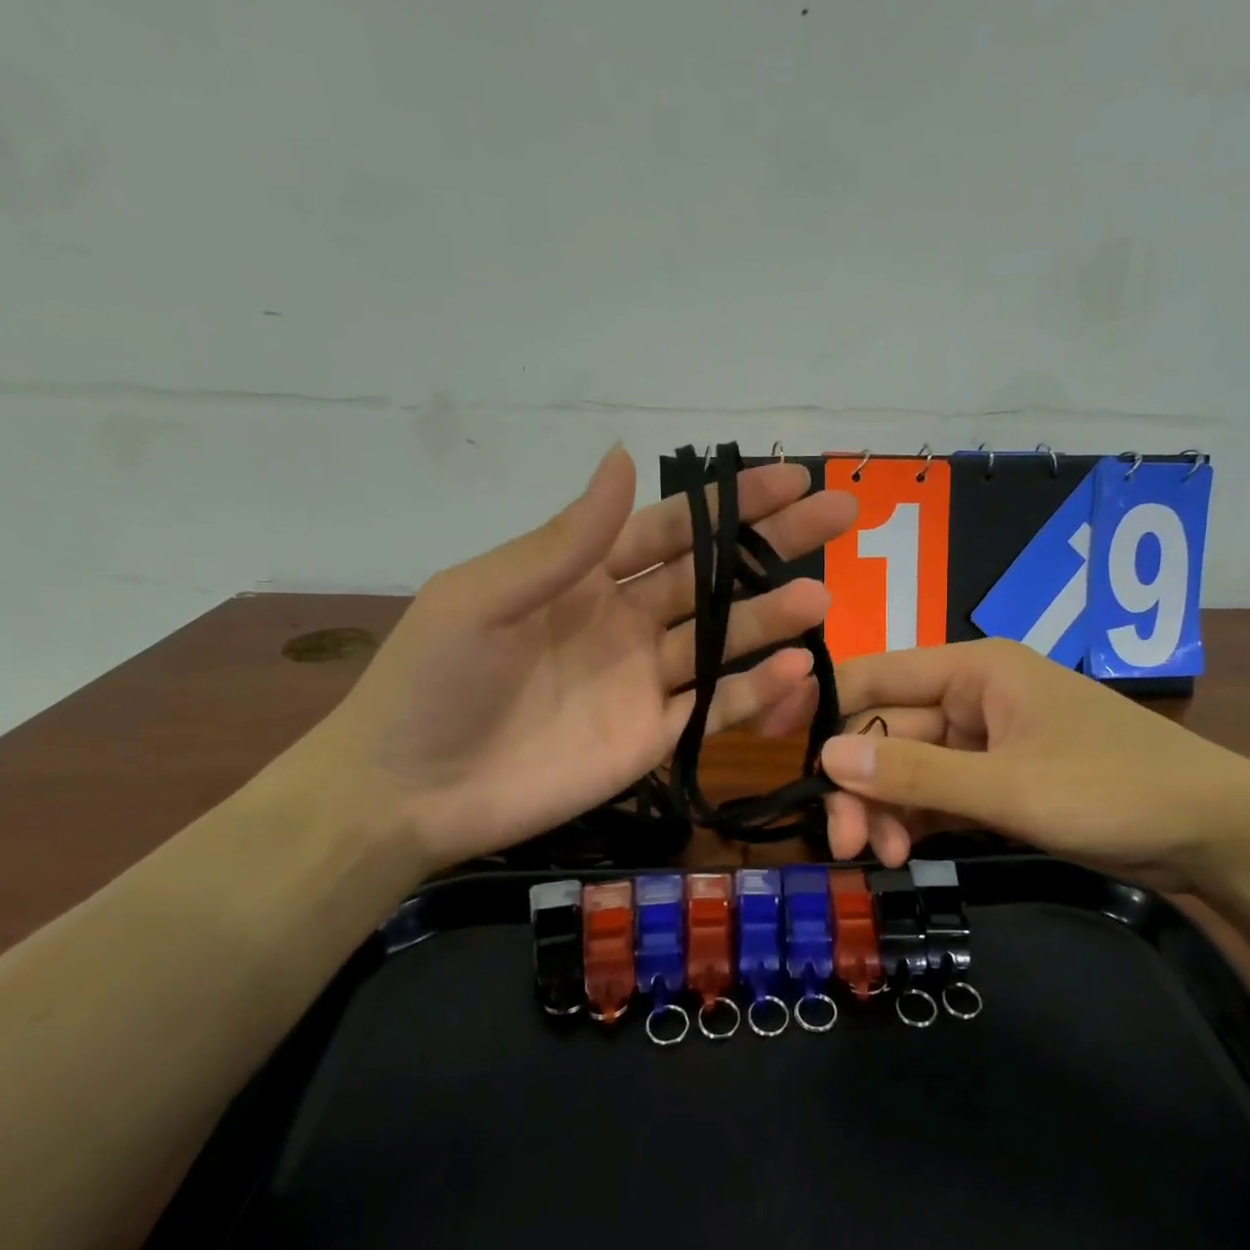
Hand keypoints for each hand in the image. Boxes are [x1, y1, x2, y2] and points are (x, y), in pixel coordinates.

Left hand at [306, 445, 854, 871]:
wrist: (408, 793)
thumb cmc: (433, 684)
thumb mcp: (484, 597)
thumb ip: (563, 541)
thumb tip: (624, 456)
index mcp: (586, 577)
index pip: (673, 528)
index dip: (731, 504)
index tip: (791, 480)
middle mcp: (627, 622)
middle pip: (714, 577)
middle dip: (775, 546)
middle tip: (841, 516)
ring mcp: (644, 683)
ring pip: (724, 642)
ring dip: (773, 619)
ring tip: (823, 600)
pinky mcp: (654, 739)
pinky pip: (714, 708)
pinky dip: (756, 691)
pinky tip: (798, 669)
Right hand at [761, 639, 1249, 894]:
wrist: (1214, 833)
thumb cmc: (1114, 790)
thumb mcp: (1009, 787)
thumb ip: (915, 774)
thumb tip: (824, 758)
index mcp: (975, 669)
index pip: (875, 676)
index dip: (824, 708)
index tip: (781, 752)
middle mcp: (972, 695)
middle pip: (887, 732)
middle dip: (861, 785)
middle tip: (845, 845)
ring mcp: (985, 740)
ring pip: (908, 768)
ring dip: (887, 809)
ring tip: (883, 857)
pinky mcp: (999, 780)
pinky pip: (938, 792)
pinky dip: (917, 820)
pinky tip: (906, 852)